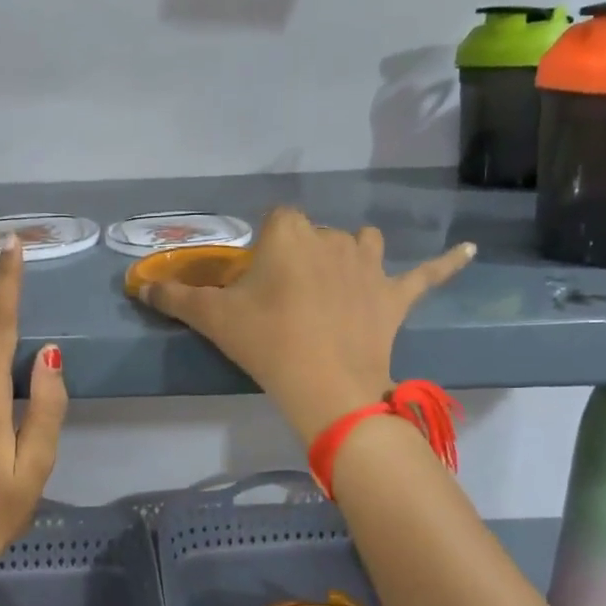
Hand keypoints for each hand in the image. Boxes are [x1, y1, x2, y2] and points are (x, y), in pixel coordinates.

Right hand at [137, 207, 475, 442]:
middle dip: (300, 258)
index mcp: (290, 232)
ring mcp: (370, 264)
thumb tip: (137, 286)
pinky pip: (426, 274)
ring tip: (336, 284)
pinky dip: (445, 264)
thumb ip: (175, 297)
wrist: (324, 385)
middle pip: (313, 235)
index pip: (275, 220)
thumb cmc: (266, 342)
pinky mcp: (396, 294)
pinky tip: (467, 251)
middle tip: (284, 302)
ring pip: (361, 244)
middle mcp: (333, 236)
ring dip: (350, 256)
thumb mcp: (213, 318)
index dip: (264, 249)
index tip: (256, 282)